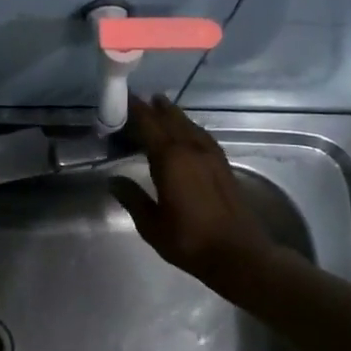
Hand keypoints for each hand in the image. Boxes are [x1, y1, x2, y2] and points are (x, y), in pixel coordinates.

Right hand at [110, 96, 277, 285]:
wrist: (237, 253)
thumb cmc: (188, 240)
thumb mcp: (151, 224)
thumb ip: (132, 198)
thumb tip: (113, 180)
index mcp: (171, 160)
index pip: (150, 126)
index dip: (137, 110)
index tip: (126, 97)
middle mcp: (192, 150)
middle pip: (172, 120)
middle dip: (156, 108)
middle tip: (143, 98)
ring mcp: (211, 156)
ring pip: (190, 126)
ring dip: (175, 115)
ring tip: (163, 106)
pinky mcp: (223, 166)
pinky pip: (203, 137)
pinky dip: (191, 128)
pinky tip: (189, 133)